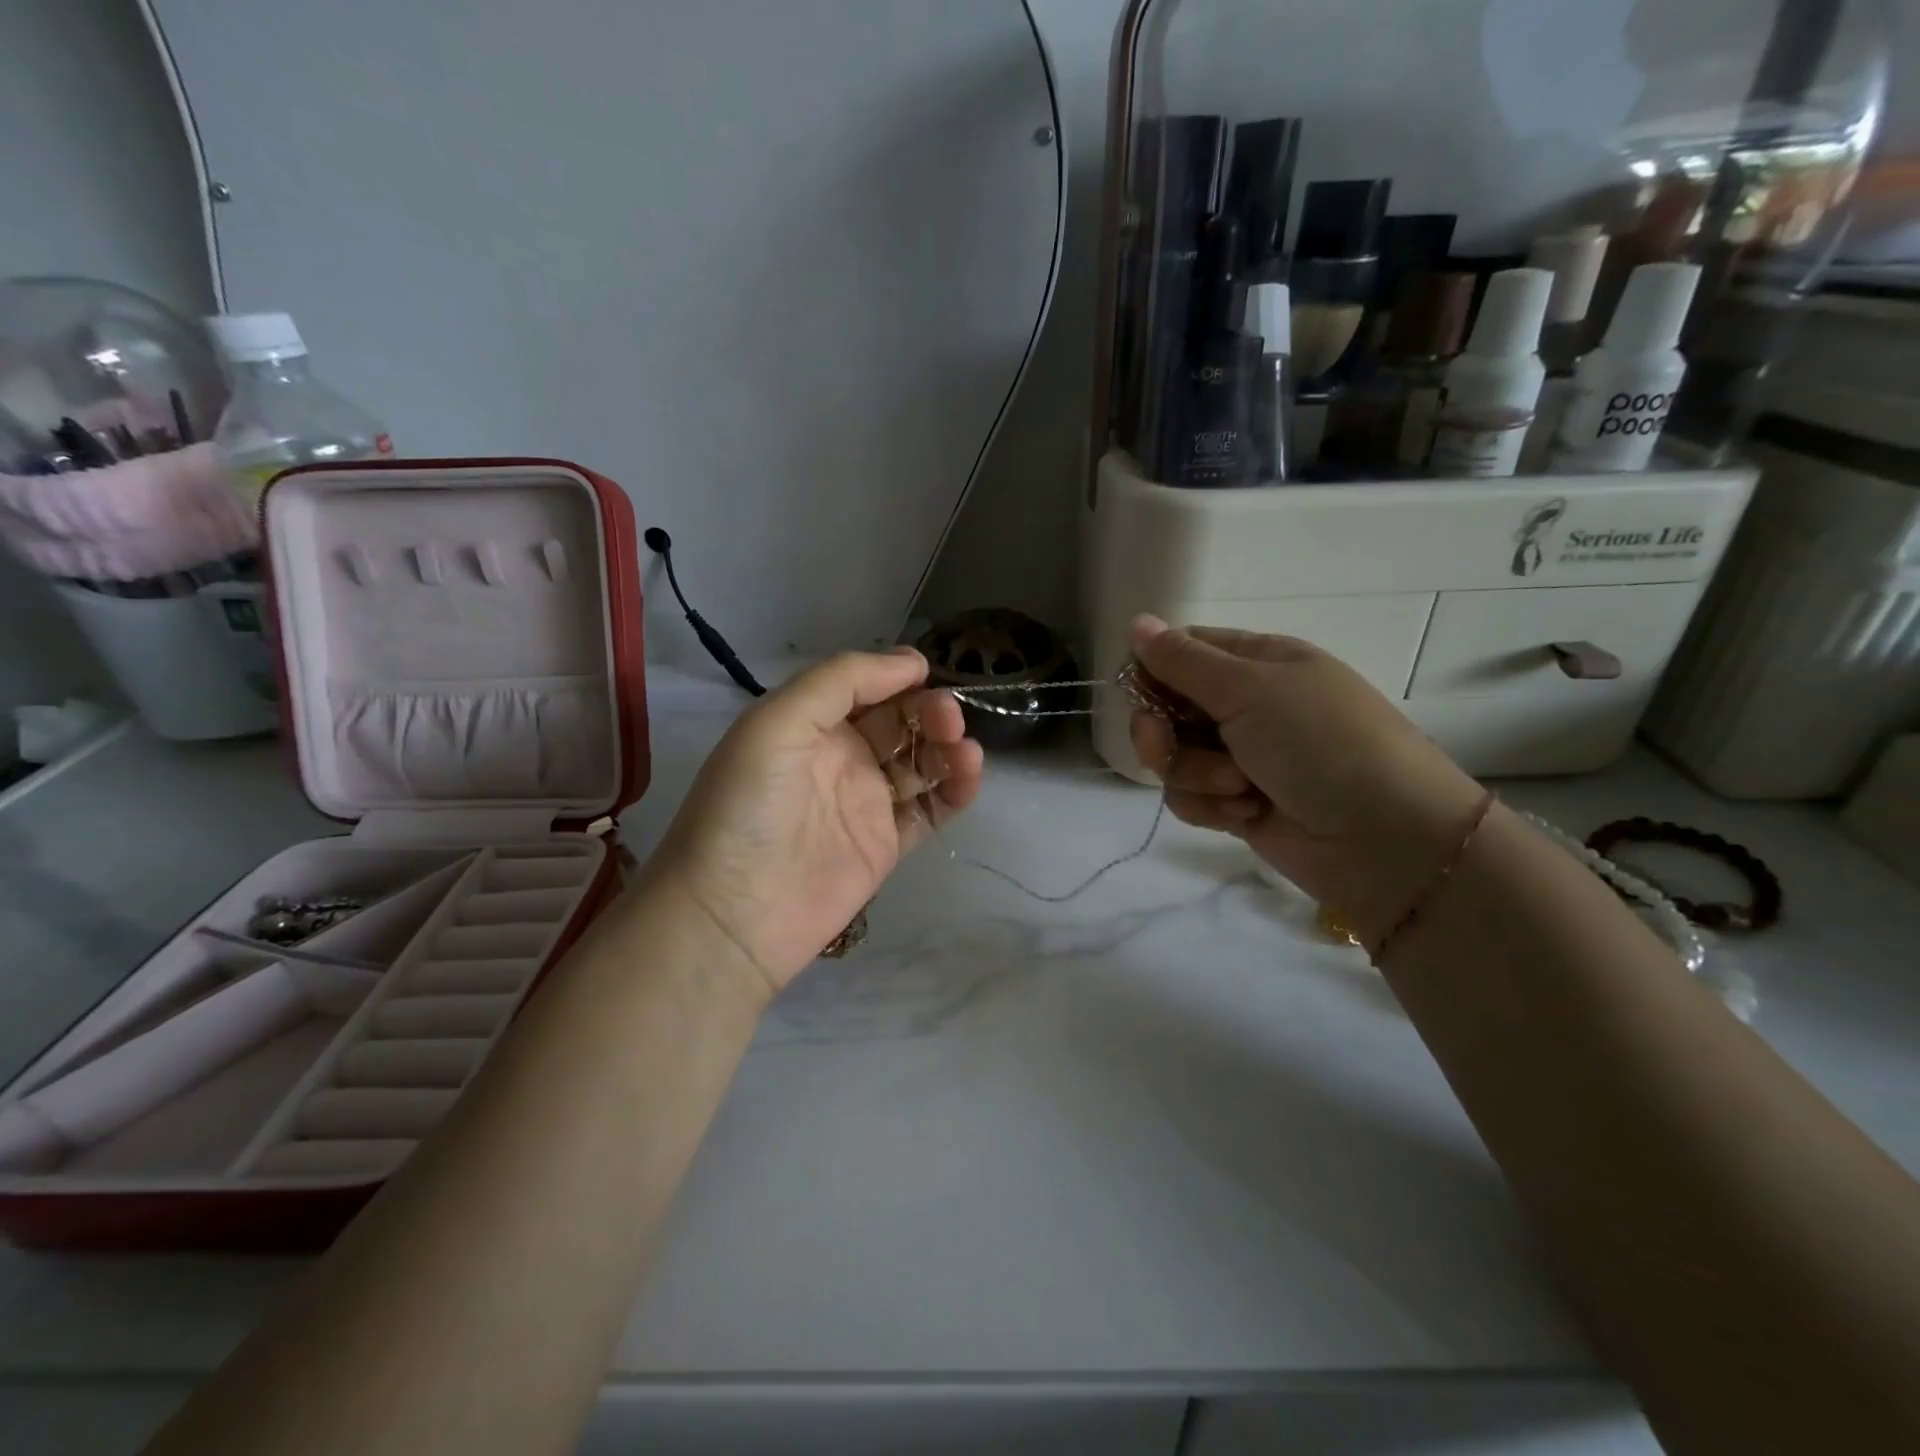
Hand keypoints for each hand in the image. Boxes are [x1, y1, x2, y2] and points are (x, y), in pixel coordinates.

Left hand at [647, 649, 982, 998]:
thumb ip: (841, 681)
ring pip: (921, 761)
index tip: (929, 672)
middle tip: (948, 718)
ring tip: (963, 749)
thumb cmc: (748, 805)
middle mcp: (840, 757)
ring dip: (947, 747)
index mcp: (809, 723)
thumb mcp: (777, 722)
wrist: (734, 912)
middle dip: (928, 711)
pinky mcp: (887, 844)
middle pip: (899, 721)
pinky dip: (955, 789)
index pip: (865, 687)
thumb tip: (912, 662)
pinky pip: (931, 808)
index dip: (898, 675)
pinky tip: (968, 775)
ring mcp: (866, 802)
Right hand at [1127, 615, 1483, 947]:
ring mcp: (1240, 757)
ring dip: (1196, 774)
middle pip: (1166, 708)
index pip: (1181, 652)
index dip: (1152, 671)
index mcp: (1256, 662)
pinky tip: (1245, 813)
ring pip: (1173, 758)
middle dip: (1161, 732)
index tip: (1143, 694)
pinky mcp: (1235, 803)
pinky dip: (1210, 806)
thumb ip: (1184, 661)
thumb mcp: (1251, 688)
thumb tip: (1136, 622)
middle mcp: (1244, 705)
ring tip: (1239, 787)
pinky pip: (1189, 798)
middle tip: (1167, 747)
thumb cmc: (1321, 743)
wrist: (1383, 839)